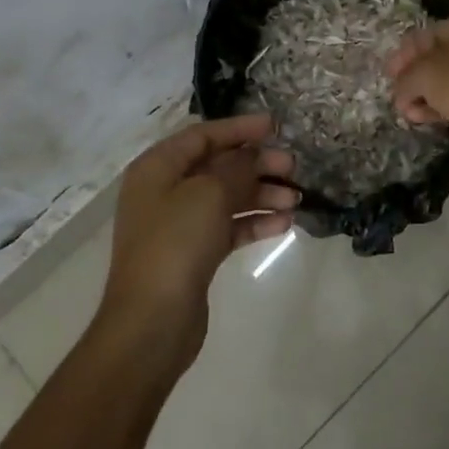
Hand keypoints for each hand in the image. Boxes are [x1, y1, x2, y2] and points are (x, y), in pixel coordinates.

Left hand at [99, 114, 297, 367]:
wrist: (152, 321)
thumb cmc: (175, 243)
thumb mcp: (209, 193)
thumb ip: (237, 167)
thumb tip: (254, 154)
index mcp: (158, 167)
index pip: (203, 135)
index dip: (240, 128)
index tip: (276, 126)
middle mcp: (166, 190)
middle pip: (218, 166)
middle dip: (257, 164)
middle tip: (293, 167)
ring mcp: (179, 224)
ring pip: (227, 198)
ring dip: (262, 194)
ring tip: (296, 198)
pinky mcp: (194, 254)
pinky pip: (229, 227)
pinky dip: (255, 222)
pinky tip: (284, 223)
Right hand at [385, 9, 448, 131]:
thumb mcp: (422, 74)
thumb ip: (405, 76)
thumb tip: (401, 89)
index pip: (434, 33)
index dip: (407, 54)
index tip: (391, 74)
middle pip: (447, 57)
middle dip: (419, 78)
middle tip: (400, 96)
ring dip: (432, 95)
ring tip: (411, 114)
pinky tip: (430, 119)